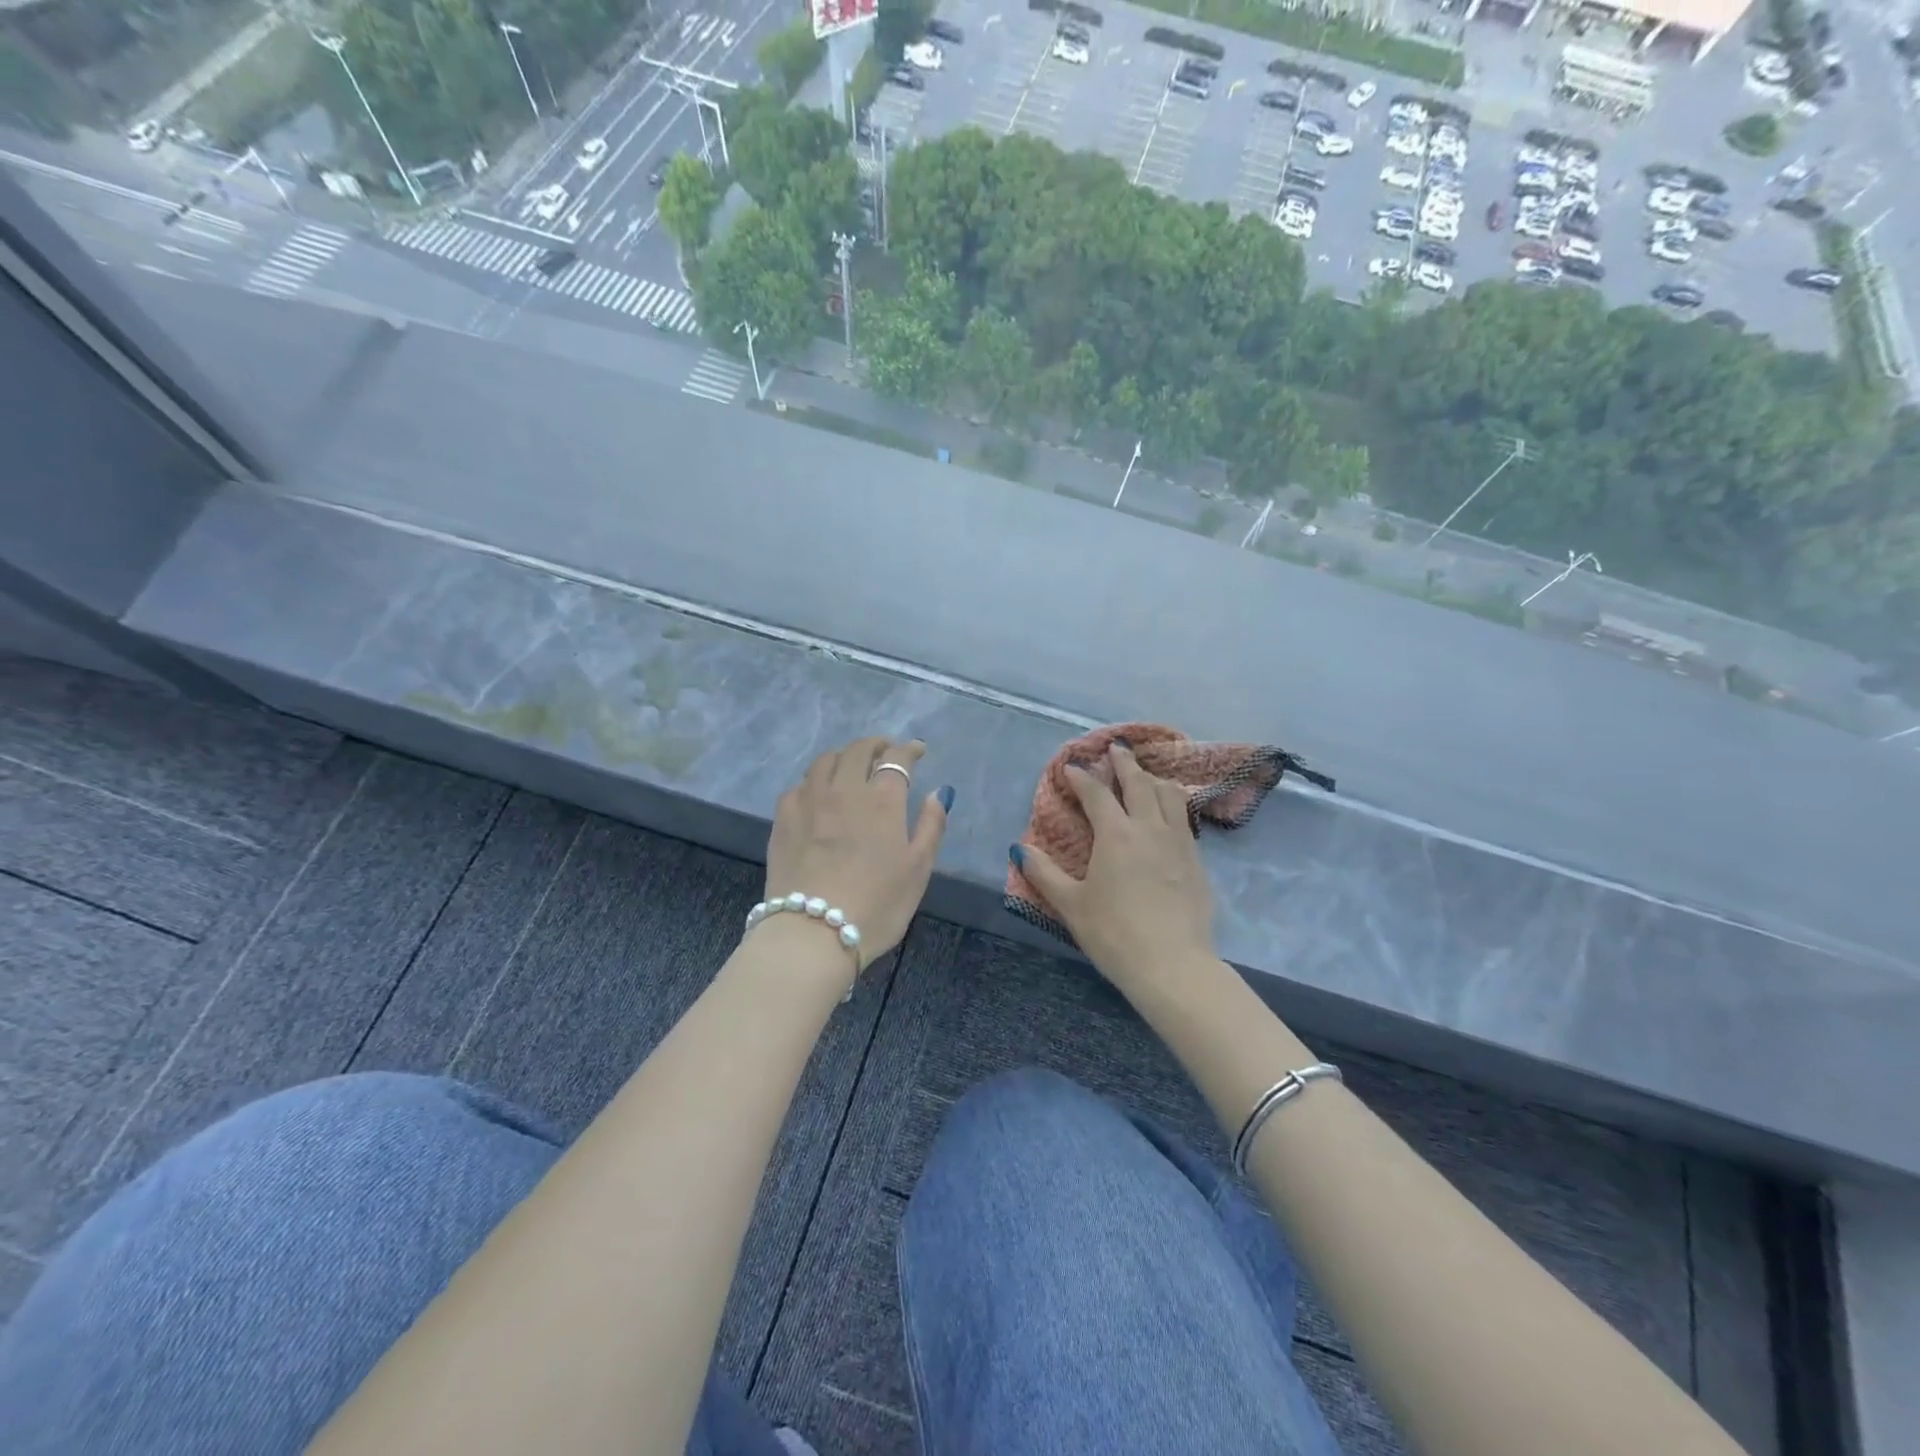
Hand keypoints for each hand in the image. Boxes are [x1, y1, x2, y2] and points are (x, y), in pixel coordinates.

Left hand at [764, 737, 950, 970]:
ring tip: (851, 768)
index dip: (909, 749)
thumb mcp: (918, 870)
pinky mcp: (783, 818)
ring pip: (825, 761)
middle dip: (876, 745)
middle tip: (885, 753)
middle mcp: (844, 789)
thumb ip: (931, 826)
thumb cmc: (876, 906)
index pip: (897, 758)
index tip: (918, 750)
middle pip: (858, 750)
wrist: (812, 934)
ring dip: (843, 757)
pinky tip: (818, 795)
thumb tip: (938, 793)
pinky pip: (800, 785)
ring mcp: (809, 801)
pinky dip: (815, 781)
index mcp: (882, 800)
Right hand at [1016, 743, 1217, 991]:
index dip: (1083, 777)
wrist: (1173, 965)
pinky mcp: (1197, 861)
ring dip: (1154, 779)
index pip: (1097, 794)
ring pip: (1169, 795)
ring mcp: (1179, 842)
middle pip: (1139, 783)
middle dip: (1125, 763)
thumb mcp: (1071, 905)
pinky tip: (1169, 813)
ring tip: (1146, 775)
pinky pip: (1185, 818)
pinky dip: (1173, 803)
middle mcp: (1149, 828)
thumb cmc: (1114, 934)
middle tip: (1117, 748)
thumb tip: (1020, 849)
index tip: (1072, 767)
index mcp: (1116, 835)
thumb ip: (1044, 874)